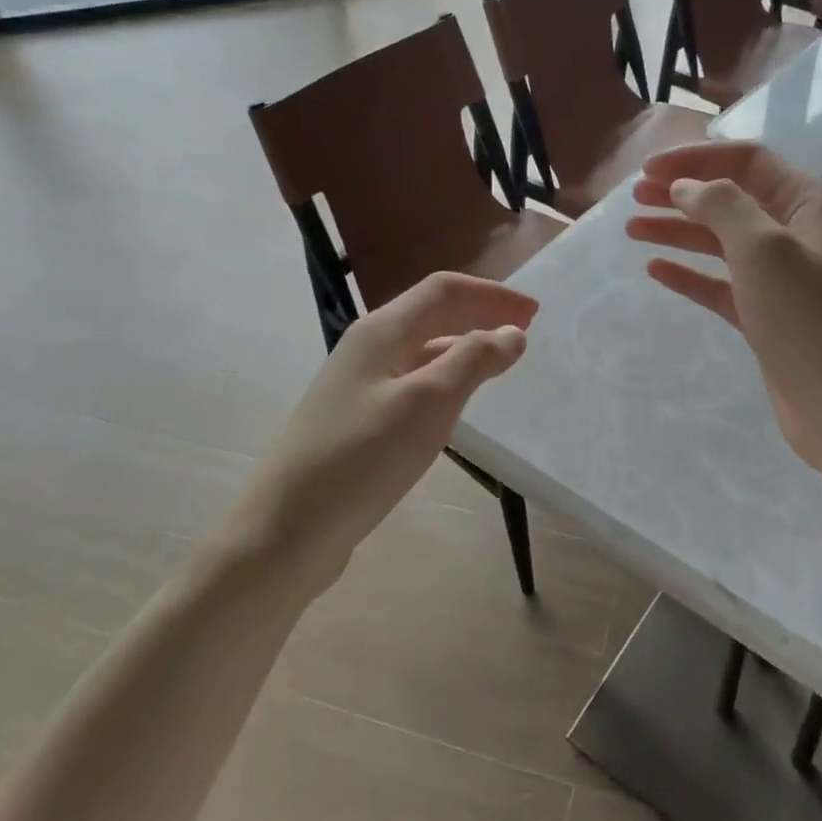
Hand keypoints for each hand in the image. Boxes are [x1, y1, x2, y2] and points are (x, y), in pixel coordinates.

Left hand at [245, 272, 536, 580]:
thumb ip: (473, 360)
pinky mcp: (357, 417)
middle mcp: (368, 347)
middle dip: (480, 313)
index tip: (535, 311)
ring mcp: (358, 383)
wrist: (286, 529)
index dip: (492, 294)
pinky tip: (456, 401)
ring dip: (464, 345)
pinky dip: (444, 377)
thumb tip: (512, 332)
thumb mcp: (427, 404)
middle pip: (431, 313)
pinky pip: (411, 380)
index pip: (444, 290)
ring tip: (499, 362)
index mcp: (381, 331)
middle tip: (525, 330)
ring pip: (421, 348)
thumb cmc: (361, 458)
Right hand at [626, 141, 821, 475]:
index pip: (748, 161)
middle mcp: (798, 233)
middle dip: (683, 192)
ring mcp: (784, 277)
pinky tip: (656, 270)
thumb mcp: (765, 251)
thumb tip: (686, 187)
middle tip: (636, 197)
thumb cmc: (811, 323)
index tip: (648, 170)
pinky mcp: (768, 315)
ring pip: (722, 241)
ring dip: (679, 230)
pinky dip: (690, 274)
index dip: (696, 158)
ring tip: (633, 229)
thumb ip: (722, 206)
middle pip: (732, 197)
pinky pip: (722, 283)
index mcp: (810, 205)